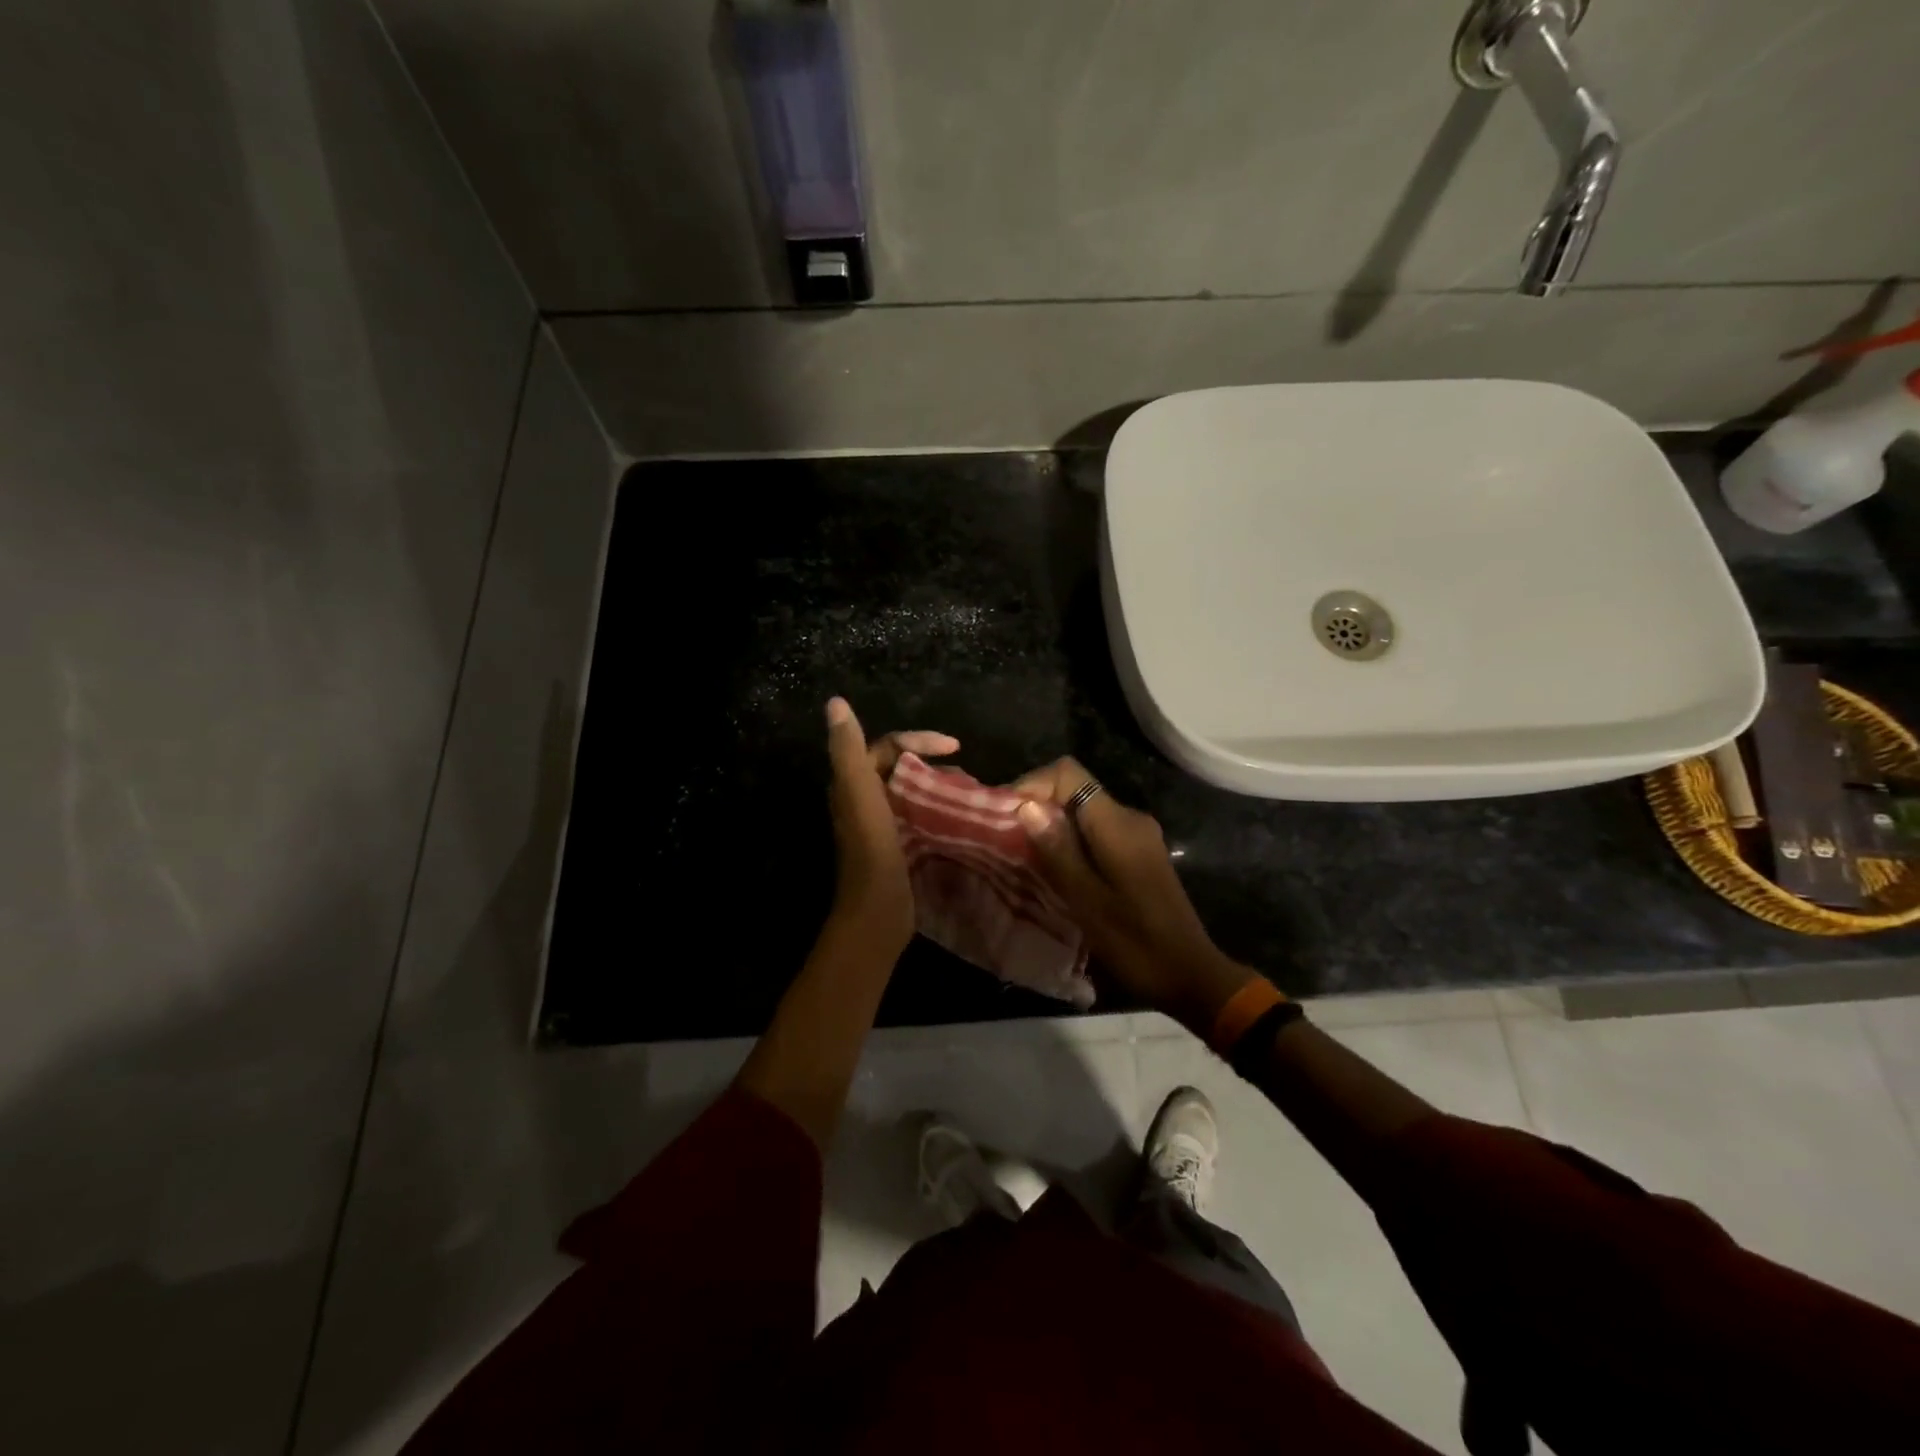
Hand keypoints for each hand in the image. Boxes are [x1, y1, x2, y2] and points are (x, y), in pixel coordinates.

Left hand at [825, 697, 957, 956]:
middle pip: (900, 767)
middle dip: (932, 761)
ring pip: (911, 791)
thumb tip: (835, 702)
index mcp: (853, 784)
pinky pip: (919, 815)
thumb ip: (847, 749)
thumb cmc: (872, 851)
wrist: (876, 913)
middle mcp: (863, 800)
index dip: (920, 739)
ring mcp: (880, 825)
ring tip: (968, 790)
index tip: (955, 746)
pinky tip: (960, 817)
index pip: (887, 745)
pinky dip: (938, 809)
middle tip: (964, 768)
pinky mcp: (897, 846)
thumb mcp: (860, 794)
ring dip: (937, 785)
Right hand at [1012, 759, 1256, 1034]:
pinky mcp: (1138, 855)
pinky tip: (1055, 873)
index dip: (1033, 785)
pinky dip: (1070, 844)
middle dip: (1037, 809)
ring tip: (1024, 860)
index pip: (1068, 773)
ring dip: (1052, 829)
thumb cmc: (1135, 941)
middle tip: (1008, 843)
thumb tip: (1027, 806)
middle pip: (1074, 790)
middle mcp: (1129, 818)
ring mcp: (1137, 836)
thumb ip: (1057, 850)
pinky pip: (1095, 834)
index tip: (1007, 818)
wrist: (1189, 976)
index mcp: (1117, 823)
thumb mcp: (1087, 900)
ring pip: (1083, 813)